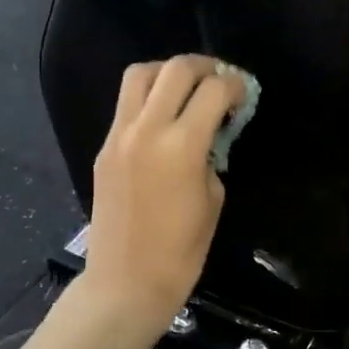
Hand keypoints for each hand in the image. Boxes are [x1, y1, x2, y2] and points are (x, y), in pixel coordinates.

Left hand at [83, 56, 245, 330]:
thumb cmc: (181, 251)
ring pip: (141, 74)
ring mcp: (119, 135)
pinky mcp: (104, 146)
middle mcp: (146, 129)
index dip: (236, 86)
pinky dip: (149, 96)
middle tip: (221, 82)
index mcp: (181, 146)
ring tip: (187, 89)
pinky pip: (126, 103)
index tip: (244, 96)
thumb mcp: (213, 199)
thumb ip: (212, 155)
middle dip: (205, 67)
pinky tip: (165, 116)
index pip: (214, 90)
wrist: (125, 282)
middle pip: (176, 68)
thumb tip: (210, 133)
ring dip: (169, 72)